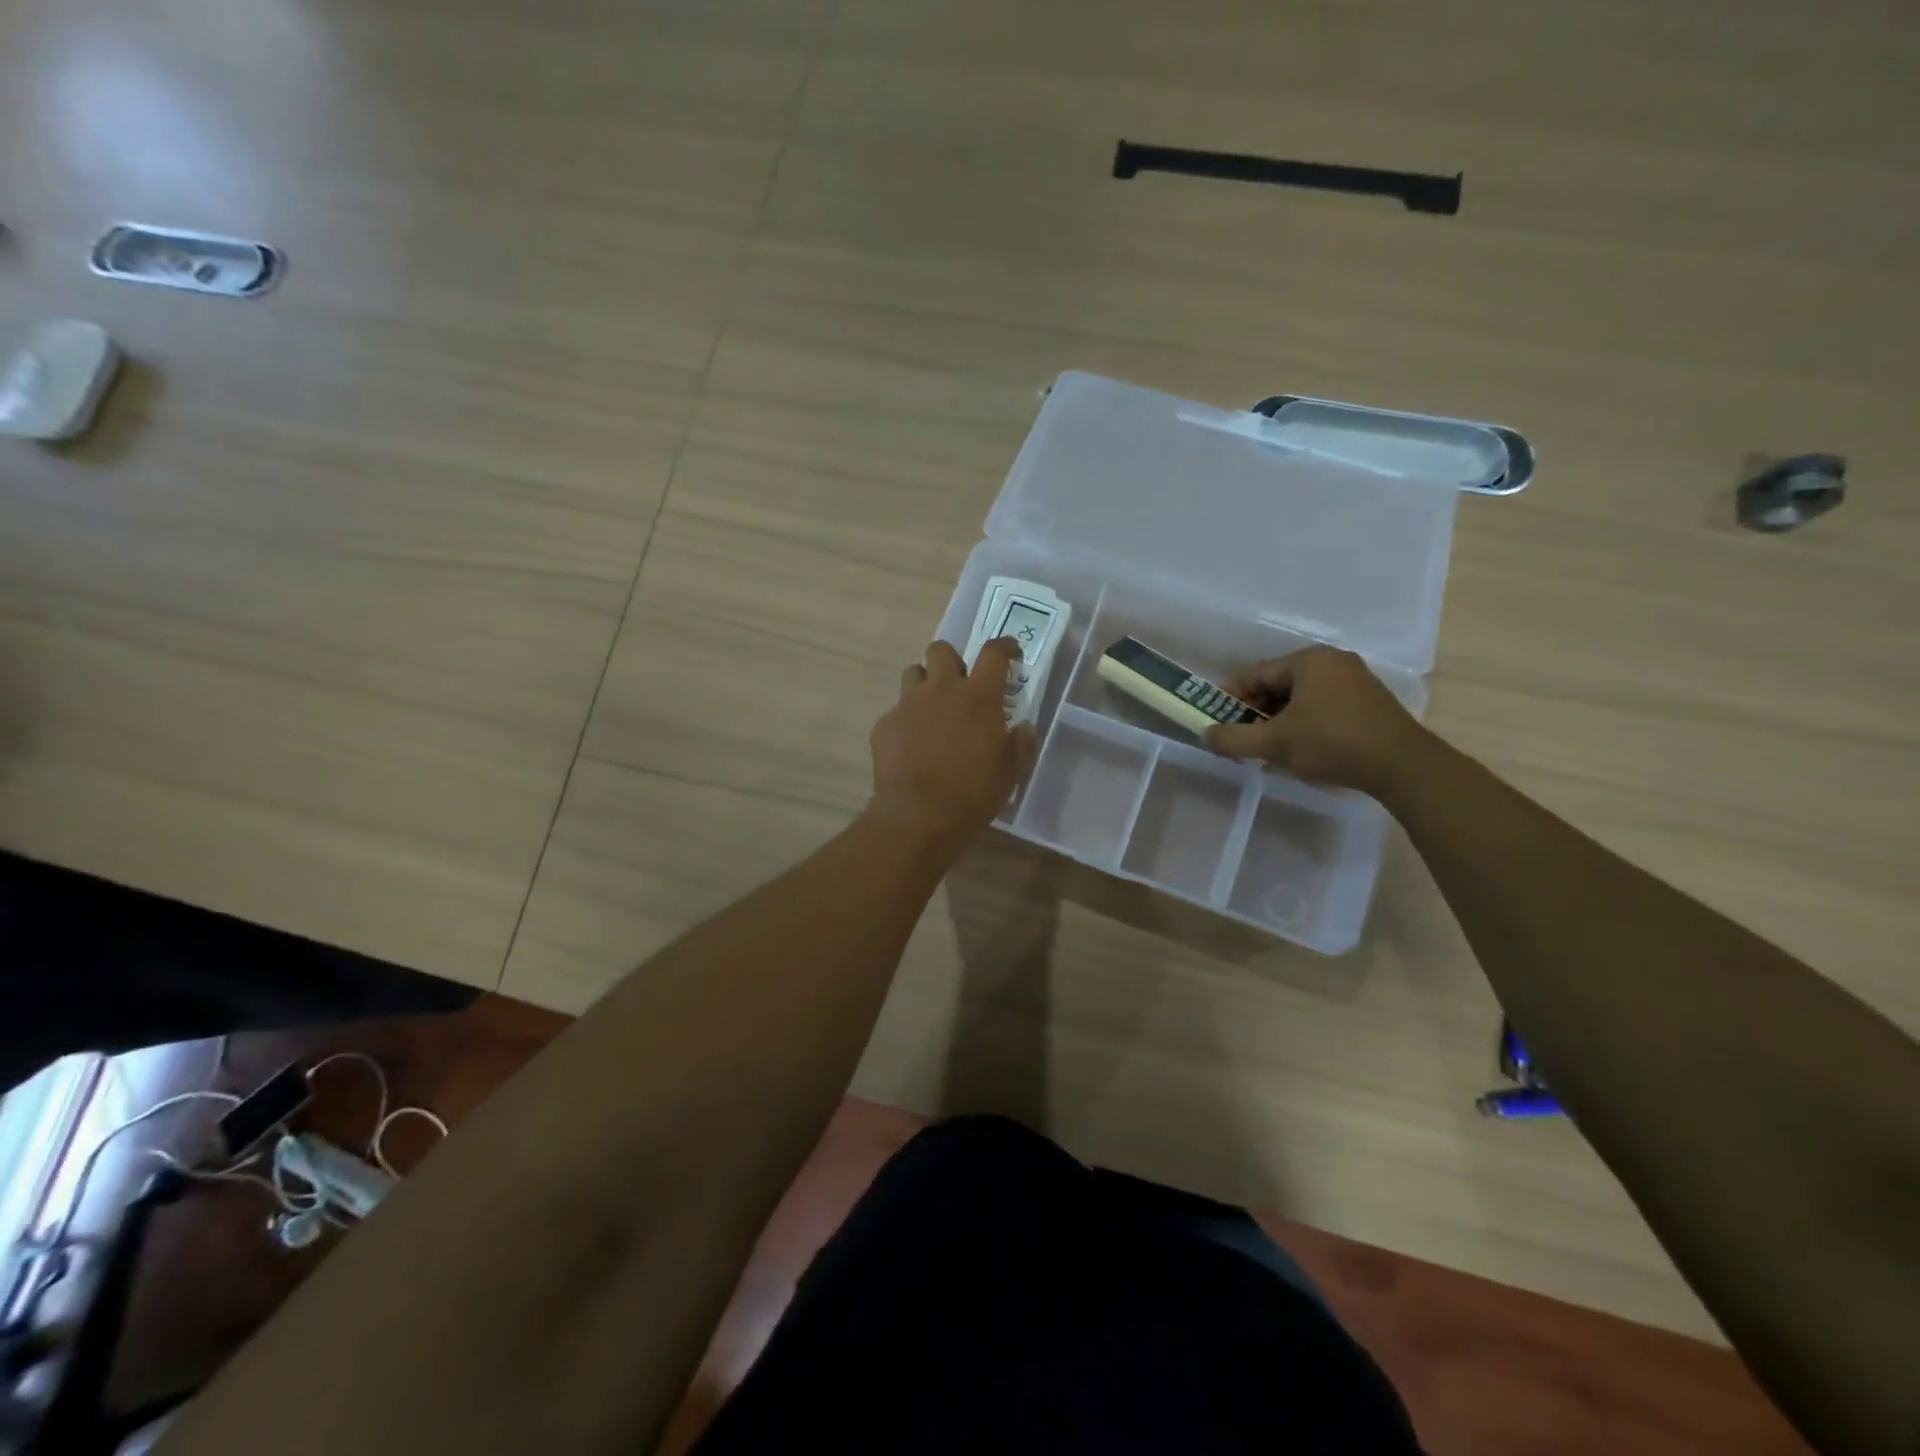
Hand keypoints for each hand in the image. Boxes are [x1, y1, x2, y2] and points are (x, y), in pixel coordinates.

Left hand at [866, 638, 1037, 852]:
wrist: (919, 816)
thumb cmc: (974, 794)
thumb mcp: (1011, 773)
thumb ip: (1020, 745)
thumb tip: (1023, 728)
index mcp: (978, 697)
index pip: (993, 653)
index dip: (1004, 646)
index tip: (1010, 651)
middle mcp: (941, 690)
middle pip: (941, 650)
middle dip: (951, 660)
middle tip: (960, 684)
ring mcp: (908, 705)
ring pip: (912, 673)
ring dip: (924, 683)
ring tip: (932, 710)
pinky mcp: (885, 725)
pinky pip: (896, 711)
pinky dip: (906, 721)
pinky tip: (911, 745)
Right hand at [1206, 646, 1429, 795]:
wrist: (1404, 767)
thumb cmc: (1333, 744)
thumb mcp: (1275, 743)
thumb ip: (1234, 739)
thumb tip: (1205, 735)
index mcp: (1308, 661)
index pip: (1254, 673)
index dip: (1229, 697)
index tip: (1216, 721)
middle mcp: (1332, 662)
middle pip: (1277, 684)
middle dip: (1254, 712)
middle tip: (1240, 738)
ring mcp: (1354, 680)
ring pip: (1299, 698)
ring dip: (1277, 721)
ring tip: (1266, 748)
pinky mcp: (1367, 702)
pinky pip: (1321, 706)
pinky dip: (1302, 724)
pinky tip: (1298, 749)